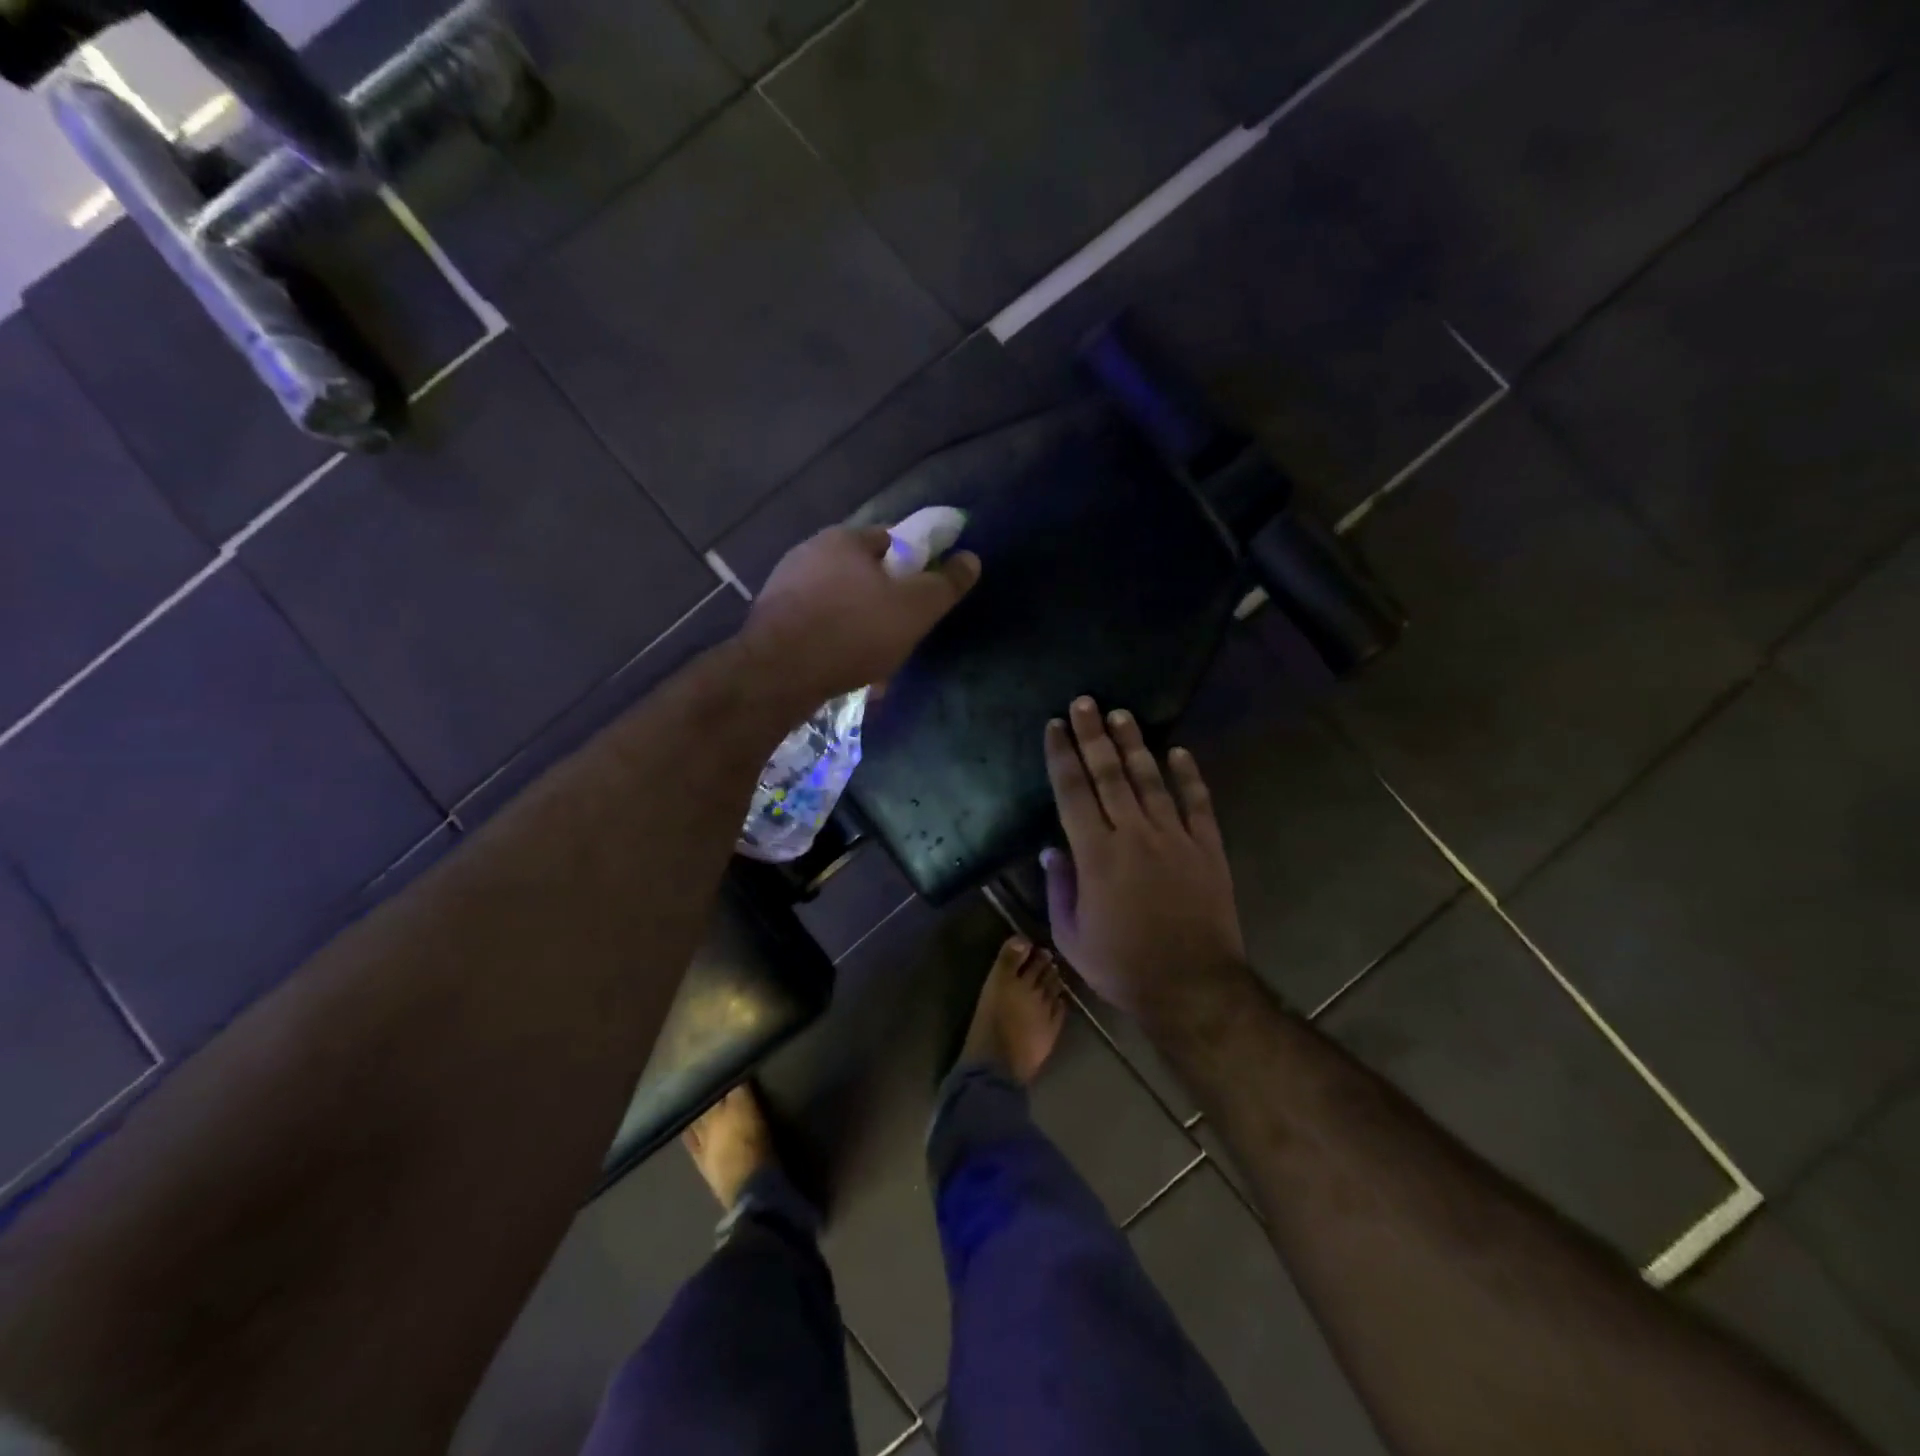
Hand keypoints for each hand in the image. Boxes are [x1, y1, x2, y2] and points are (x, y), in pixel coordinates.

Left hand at [745, 525, 980, 709]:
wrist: (778, 674)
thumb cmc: (853, 631)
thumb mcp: (915, 608)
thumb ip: (945, 584)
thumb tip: (971, 559)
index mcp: (844, 539)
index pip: (890, 539)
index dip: (913, 564)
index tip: (922, 595)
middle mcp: (809, 553)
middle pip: (862, 573)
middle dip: (884, 601)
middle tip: (901, 632)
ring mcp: (784, 586)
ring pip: (839, 603)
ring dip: (859, 626)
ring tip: (874, 660)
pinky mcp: (770, 620)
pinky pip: (816, 626)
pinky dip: (834, 642)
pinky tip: (844, 669)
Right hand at [1043, 697, 1247, 1025]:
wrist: (1192, 987)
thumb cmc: (1122, 965)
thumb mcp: (1071, 935)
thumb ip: (1059, 886)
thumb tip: (1052, 847)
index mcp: (1095, 854)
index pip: (1073, 791)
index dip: (1062, 755)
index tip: (1055, 726)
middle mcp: (1133, 834)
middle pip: (1109, 773)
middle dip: (1093, 735)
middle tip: (1085, 701)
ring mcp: (1175, 838)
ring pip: (1150, 780)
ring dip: (1134, 745)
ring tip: (1122, 715)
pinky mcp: (1207, 848)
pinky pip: (1197, 804)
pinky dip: (1189, 776)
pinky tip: (1179, 752)